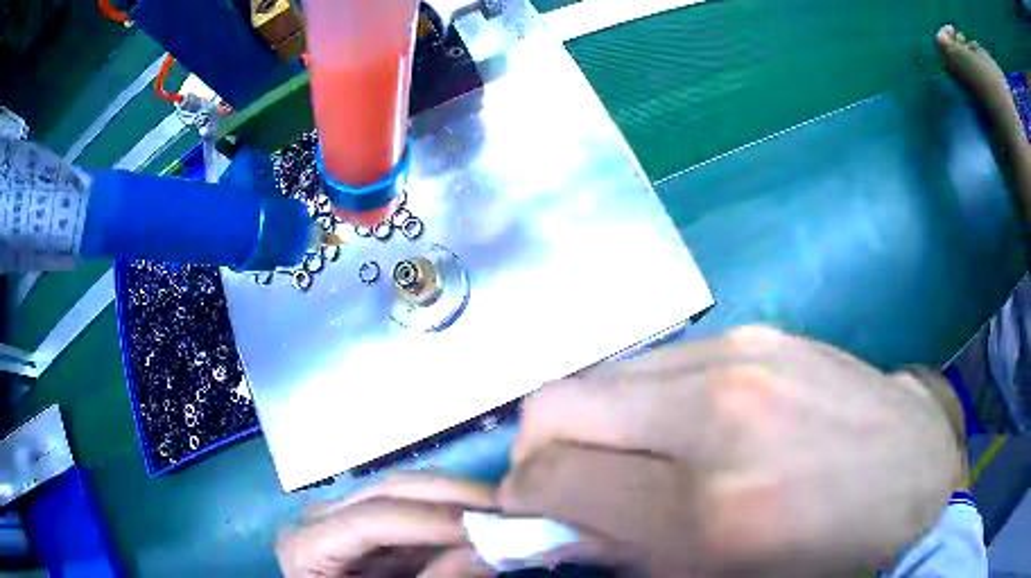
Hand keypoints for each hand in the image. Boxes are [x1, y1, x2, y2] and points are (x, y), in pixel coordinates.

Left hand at [277, 473, 495, 576]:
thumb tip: (486, 553)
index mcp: (306, 545)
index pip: (369, 520)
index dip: (429, 521)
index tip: (489, 528)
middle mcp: (319, 519)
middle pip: (386, 493)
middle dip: (451, 498)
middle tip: (510, 508)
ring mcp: (343, 518)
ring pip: (404, 494)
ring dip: (456, 502)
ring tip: (504, 513)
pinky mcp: (368, 529)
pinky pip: (412, 514)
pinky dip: (449, 518)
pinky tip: (480, 522)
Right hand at [499, 326, 961, 576]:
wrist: (910, 473)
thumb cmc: (821, 551)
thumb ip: (621, 552)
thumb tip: (552, 524)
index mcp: (706, 508)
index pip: (553, 477)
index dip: (522, 495)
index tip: (528, 507)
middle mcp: (715, 415)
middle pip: (554, 404)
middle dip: (538, 448)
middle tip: (566, 479)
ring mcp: (738, 356)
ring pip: (600, 375)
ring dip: (593, 422)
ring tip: (631, 454)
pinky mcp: (756, 332)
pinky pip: (656, 361)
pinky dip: (642, 398)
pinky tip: (682, 424)